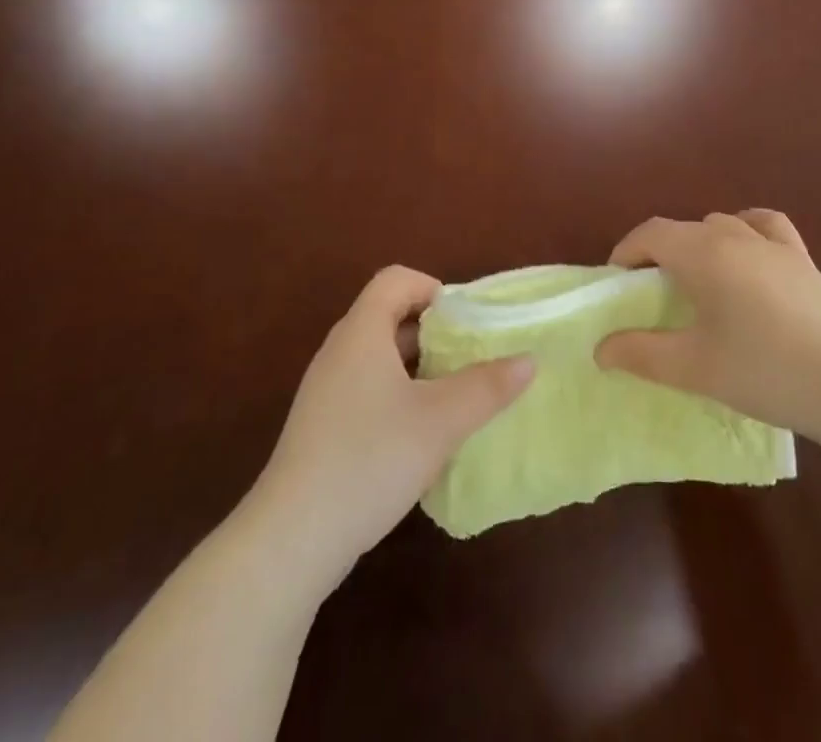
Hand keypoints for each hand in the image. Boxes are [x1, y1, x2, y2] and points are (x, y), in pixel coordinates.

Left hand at [249, 266, 532, 591]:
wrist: (291, 540)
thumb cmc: (370, 459)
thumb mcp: (441, 421)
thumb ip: (487, 386)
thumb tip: (529, 360)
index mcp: (362, 332)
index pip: (396, 280)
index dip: (434, 288)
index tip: (466, 322)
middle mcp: (339, 351)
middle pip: (390, 316)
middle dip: (435, 332)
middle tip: (471, 359)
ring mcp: (326, 391)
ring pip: (380, 357)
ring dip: (419, 368)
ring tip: (454, 397)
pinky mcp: (321, 427)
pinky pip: (366, 389)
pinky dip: (398, 396)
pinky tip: (420, 436)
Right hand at [594, 211, 820, 442]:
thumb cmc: (763, 370)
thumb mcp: (693, 367)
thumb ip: (641, 353)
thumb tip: (600, 348)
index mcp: (703, 253)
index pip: (651, 234)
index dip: (626, 252)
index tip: (617, 283)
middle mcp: (733, 235)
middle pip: (683, 229)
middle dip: (659, 253)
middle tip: (651, 295)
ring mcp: (772, 243)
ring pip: (720, 225)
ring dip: (698, 244)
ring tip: (696, 282)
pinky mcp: (801, 258)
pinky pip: (765, 226)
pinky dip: (746, 230)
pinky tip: (747, 251)